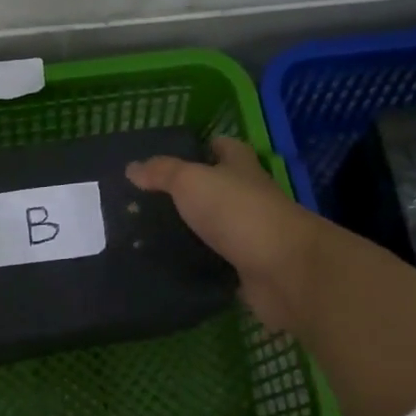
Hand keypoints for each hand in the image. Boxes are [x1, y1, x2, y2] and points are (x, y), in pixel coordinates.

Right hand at [126, 136, 328, 334]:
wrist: (283, 270)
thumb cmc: (238, 212)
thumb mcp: (191, 181)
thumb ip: (162, 173)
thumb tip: (131, 167)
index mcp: (241, 167)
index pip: (223, 147)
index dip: (202, 146)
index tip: (169, 155)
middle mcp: (249, 197)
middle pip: (217, 188)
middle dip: (188, 193)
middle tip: (146, 201)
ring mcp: (250, 235)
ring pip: (215, 228)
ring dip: (190, 232)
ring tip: (147, 236)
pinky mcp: (247, 269)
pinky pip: (216, 263)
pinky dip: (197, 265)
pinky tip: (168, 268)